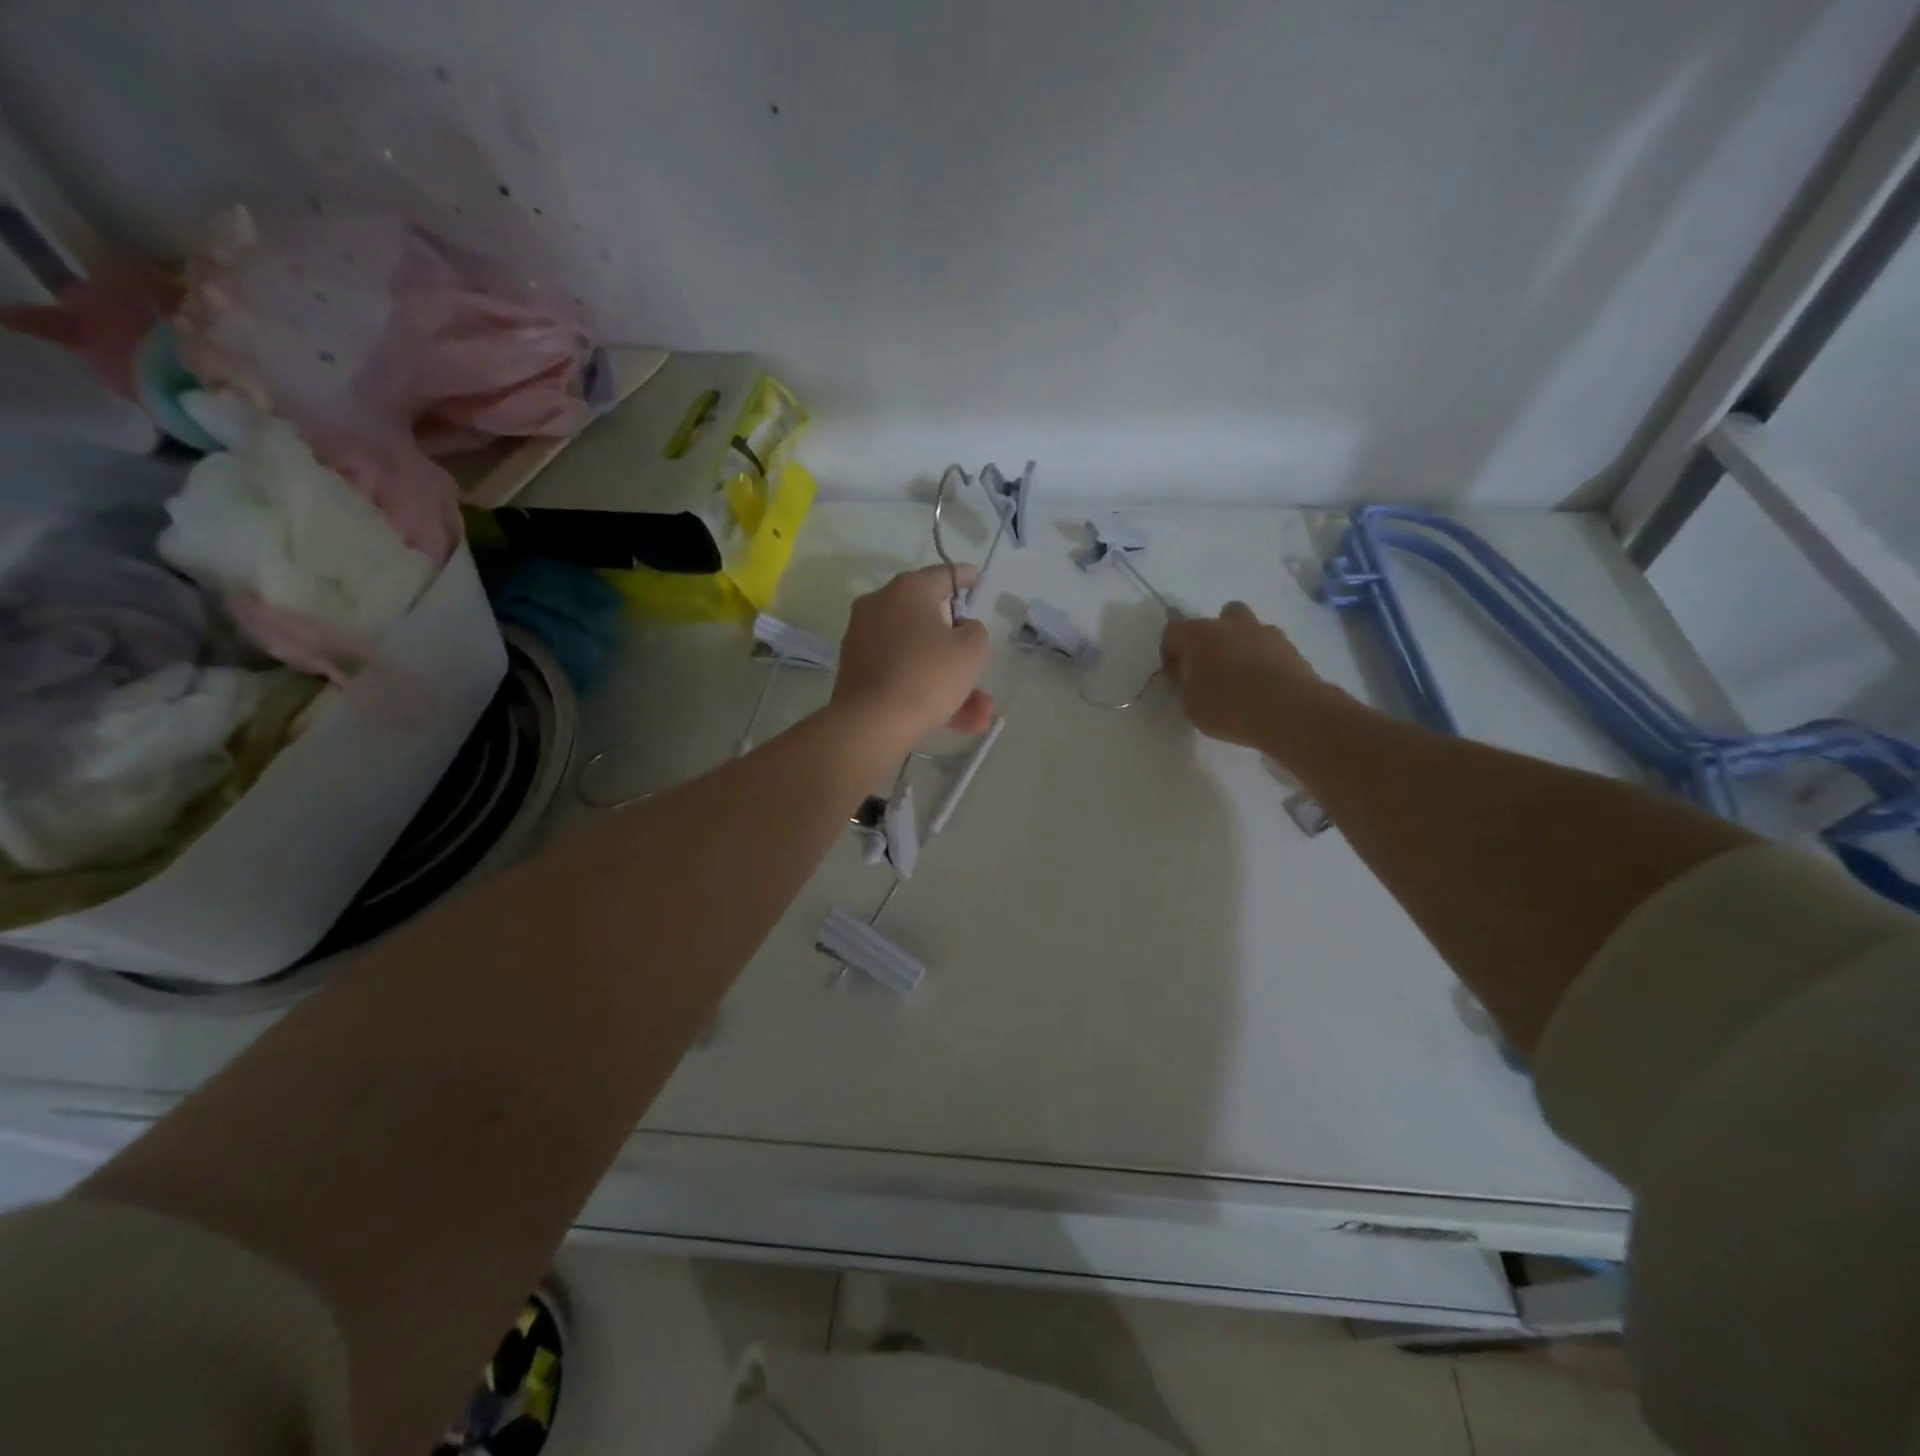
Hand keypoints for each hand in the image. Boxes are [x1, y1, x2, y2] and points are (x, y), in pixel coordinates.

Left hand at [831, 564, 995, 746]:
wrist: (871, 723)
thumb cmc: (927, 676)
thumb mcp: (971, 650)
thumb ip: (974, 631)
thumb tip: (960, 629)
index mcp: (907, 590)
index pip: (943, 575)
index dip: (965, 577)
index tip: (977, 580)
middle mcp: (880, 606)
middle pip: (930, 622)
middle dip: (960, 651)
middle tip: (980, 664)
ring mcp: (864, 639)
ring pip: (918, 656)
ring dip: (950, 682)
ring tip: (980, 715)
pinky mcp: (857, 671)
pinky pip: (901, 673)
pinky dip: (926, 691)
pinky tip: (957, 721)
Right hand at [1160, 602, 1331, 748]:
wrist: (1289, 710)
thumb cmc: (1228, 707)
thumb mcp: (1191, 706)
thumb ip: (1187, 687)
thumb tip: (1192, 679)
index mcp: (1199, 635)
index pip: (1173, 631)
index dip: (1169, 652)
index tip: (1175, 676)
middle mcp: (1232, 625)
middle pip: (1220, 617)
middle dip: (1214, 637)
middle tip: (1211, 666)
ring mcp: (1266, 633)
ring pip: (1250, 628)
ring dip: (1243, 645)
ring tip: (1242, 676)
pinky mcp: (1292, 648)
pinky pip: (1272, 648)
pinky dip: (1266, 660)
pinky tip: (1265, 685)